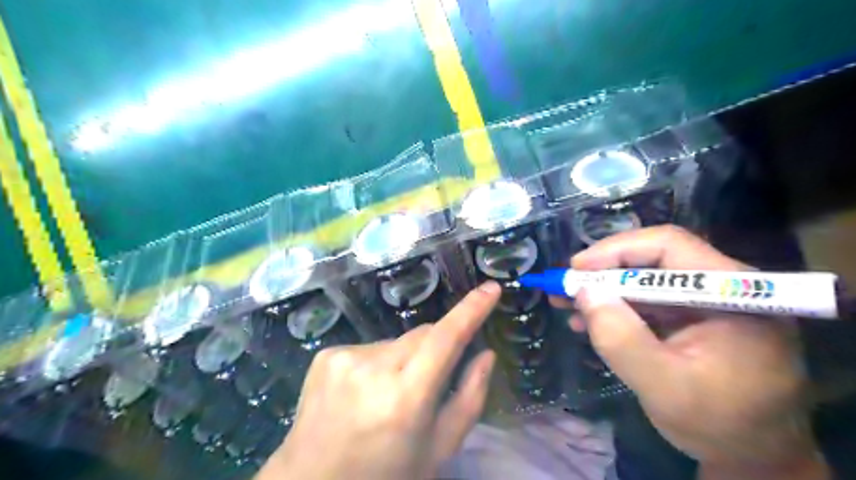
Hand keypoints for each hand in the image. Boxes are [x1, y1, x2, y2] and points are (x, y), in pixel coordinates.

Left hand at [256, 281, 501, 479]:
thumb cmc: (387, 472)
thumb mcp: (439, 446)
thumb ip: (470, 397)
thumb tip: (486, 354)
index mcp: (405, 399)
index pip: (445, 340)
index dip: (470, 310)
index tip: (491, 288)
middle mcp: (372, 370)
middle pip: (423, 336)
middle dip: (435, 349)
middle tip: (427, 384)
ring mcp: (345, 358)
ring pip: (397, 341)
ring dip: (403, 360)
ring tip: (387, 395)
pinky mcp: (327, 354)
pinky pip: (370, 347)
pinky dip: (377, 363)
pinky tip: (364, 391)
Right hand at [557, 226, 828, 477]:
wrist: (755, 457)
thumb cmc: (719, 426)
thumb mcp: (663, 387)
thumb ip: (621, 339)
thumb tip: (584, 292)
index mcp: (733, 294)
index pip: (669, 246)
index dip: (617, 250)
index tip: (576, 269)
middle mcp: (723, 287)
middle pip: (653, 260)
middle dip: (603, 273)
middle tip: (564, 287)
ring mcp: (708, 301)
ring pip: (645, 279)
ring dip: (604, 291)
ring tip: (566, 304)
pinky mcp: (693, 316)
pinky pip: (647, 301)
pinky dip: (615, 308)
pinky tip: (588, 321)